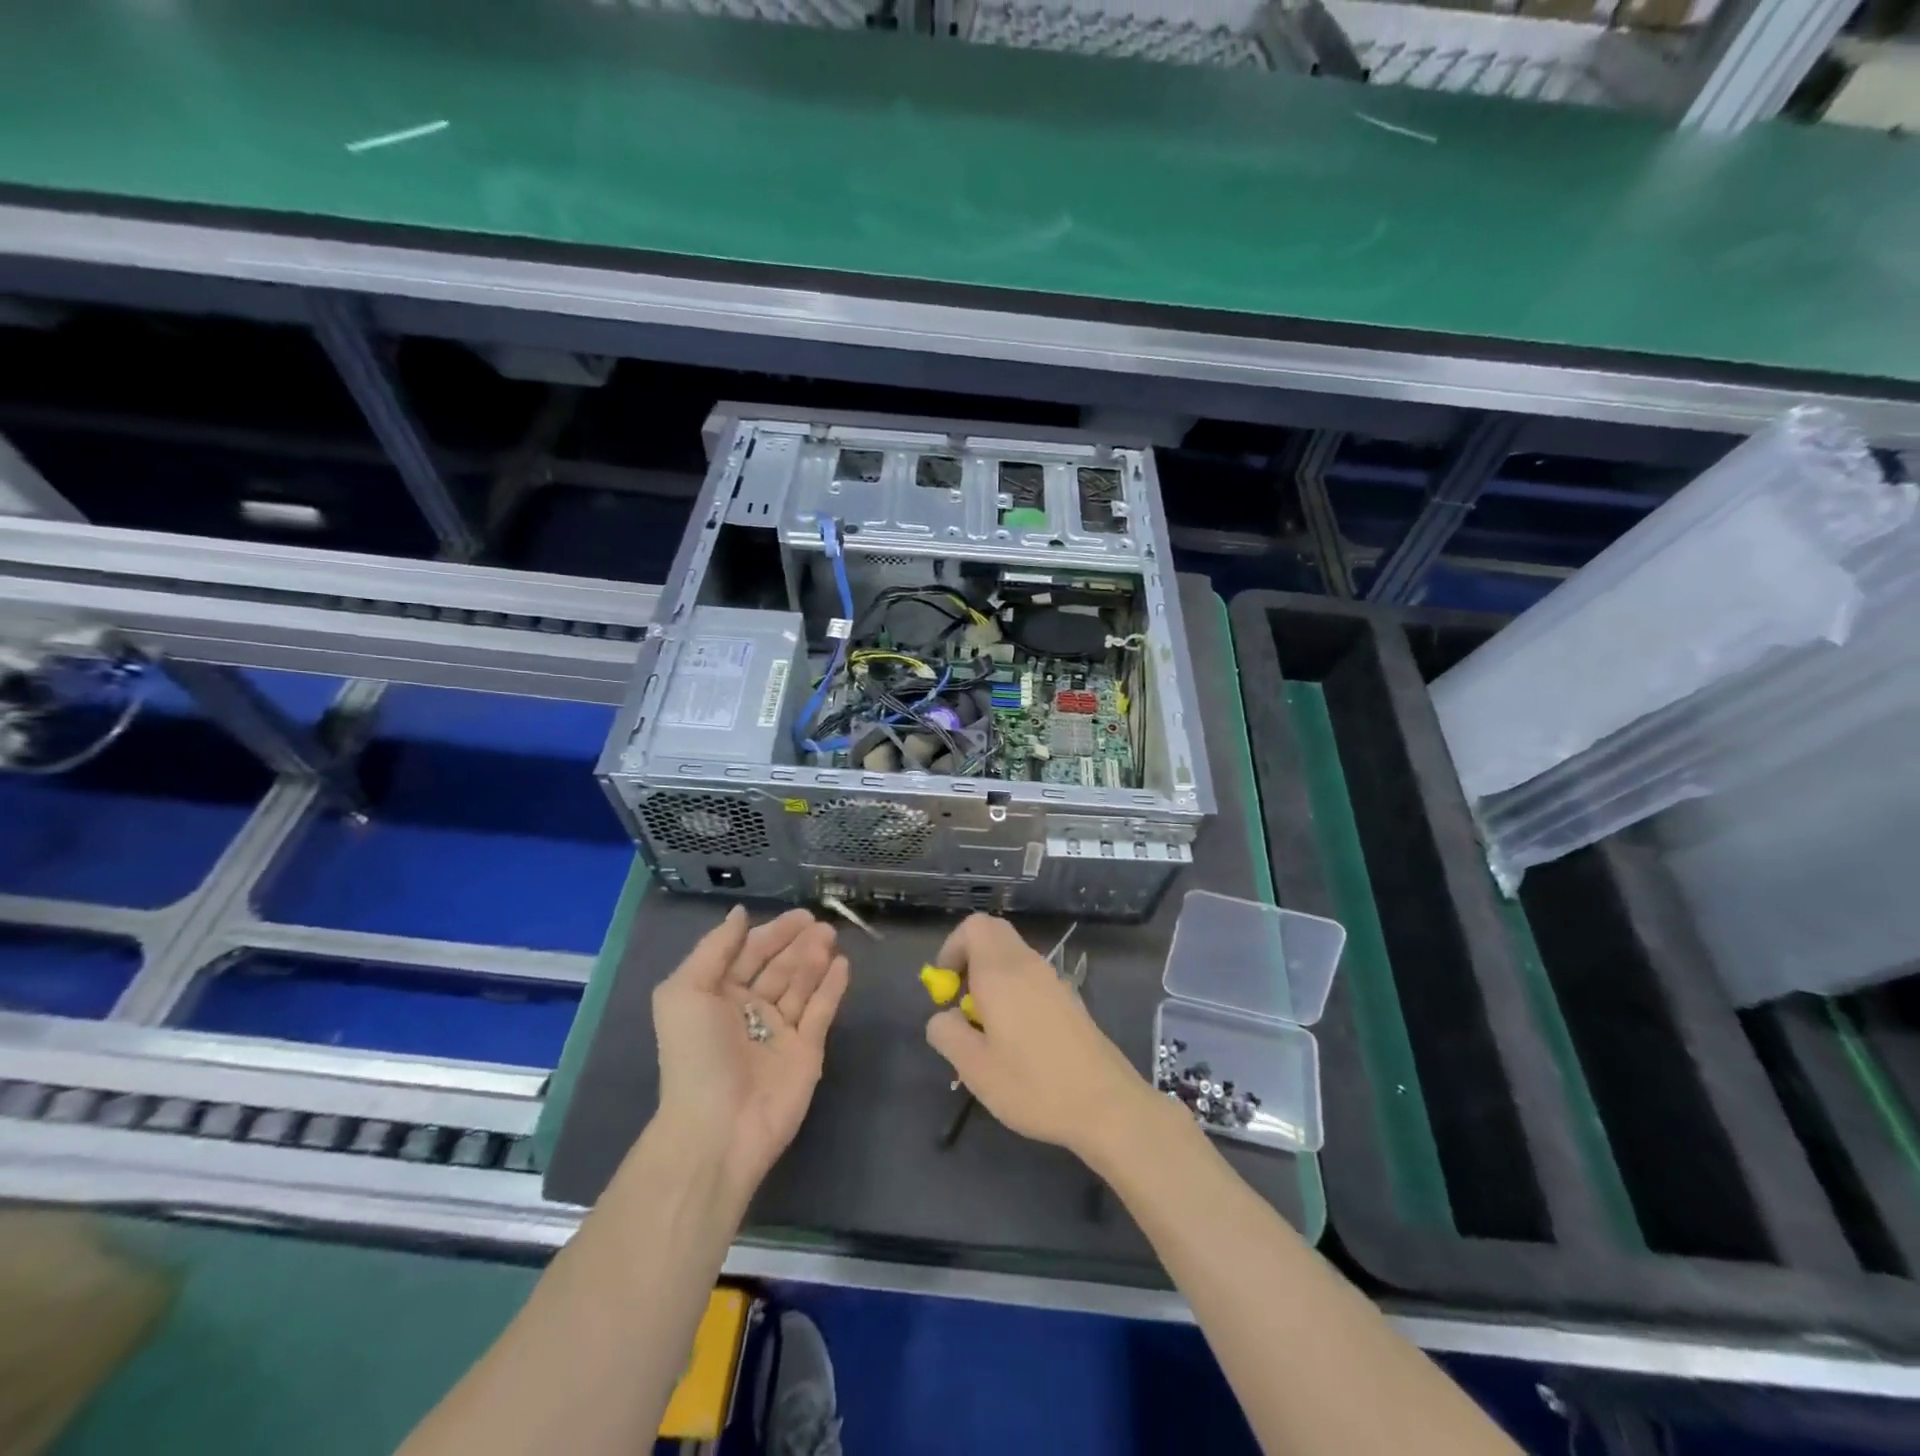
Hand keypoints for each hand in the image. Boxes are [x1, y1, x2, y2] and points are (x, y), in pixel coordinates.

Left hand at [652, 906, 849, 1203]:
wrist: (719, 1128)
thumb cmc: (696, 1054)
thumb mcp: (685, 992)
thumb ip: (714, 949)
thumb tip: (740, 913)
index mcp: (717, 996)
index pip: (748, 954)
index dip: (771, 933)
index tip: (798, 915)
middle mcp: (749, 1010)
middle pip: (779, 966)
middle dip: (798, 943)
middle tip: (821, 924)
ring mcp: (780, 1031)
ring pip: (801, 985)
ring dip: (815, 959)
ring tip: (830, 937)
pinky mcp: (807, 1051)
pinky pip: (821, 1011)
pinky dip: (832, 987)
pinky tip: (842, 964)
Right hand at [924, 913, 1157, 1162]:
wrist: (1106, 1105)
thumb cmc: (1033, 1085)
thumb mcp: (975, 1068)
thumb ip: (947, 1034)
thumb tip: (942, 1017)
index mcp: (1001, 972)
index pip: (974, 926)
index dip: (952, 948)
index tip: (945, 988)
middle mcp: (1028, 965)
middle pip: (994, 934)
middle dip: (969, 959)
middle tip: (961, 1001)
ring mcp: (1053, 980)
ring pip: (1013, 956)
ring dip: (992, 977)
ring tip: (986, 1028)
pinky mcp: (1070, 999)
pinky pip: (1031, 977)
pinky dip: (1014, 991)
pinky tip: (1017, 1039)